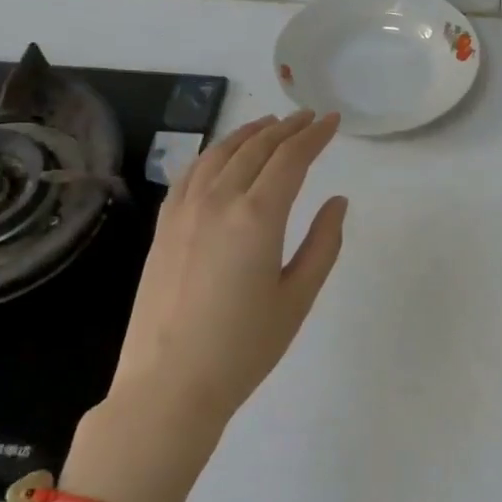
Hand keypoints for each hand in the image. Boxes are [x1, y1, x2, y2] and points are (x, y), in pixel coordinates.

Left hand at [109, 110, 348, 426]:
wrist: (169, 385)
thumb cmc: (244, 347)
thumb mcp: (298, 297)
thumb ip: (323, 244)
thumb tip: (337, 202)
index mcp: (257, 217)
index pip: (291, 159)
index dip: (315, 136)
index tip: (333, 121)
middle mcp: (218, 202)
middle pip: (256, 149)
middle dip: (286, 128)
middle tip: (309, 117)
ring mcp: (184, 212)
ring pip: (219, 154)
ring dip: (249, 134)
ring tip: (270, 124)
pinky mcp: (164, 228)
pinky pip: (190, 174)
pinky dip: (213, 154)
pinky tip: (222, 156)